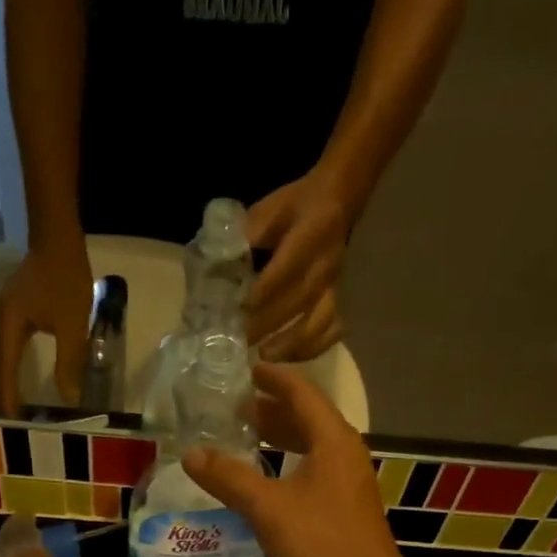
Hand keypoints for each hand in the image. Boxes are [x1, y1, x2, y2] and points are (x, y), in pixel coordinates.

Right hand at [0, 242, 92, 415]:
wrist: (56, 241)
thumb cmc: (66, 280)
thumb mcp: (73, 325)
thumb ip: (70, 363)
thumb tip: (69, 398)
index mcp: (8, 327)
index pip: (3, 370)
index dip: (7, 397)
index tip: (13, 420)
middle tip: (6, 421)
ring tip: (5, 406)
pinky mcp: (2, 315)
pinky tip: (7, 380)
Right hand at [182, 363, 415, 556]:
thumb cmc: (321, 544)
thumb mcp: (268, 508)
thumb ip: (230, 478)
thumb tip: (191, 453)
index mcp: (333, 441)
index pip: (302, 393)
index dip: (273, 378)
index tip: (245, 369)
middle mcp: (346, 455)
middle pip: (308, 419)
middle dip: (272, 410)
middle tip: (234, 408)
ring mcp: (349, 485)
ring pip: (311, 449)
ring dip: (280, 439)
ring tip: (245, 439)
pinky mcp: (345, 512)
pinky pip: (313, 474)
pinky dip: (287, 467)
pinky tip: (265, 484)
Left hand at [245, 171, 350, 350]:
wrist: (338, 199)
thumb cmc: (295, 206)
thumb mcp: (269, 208)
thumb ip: (247, 232)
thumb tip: (218, 260)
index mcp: (312, 231)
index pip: (289, 264)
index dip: (267, 288)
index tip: (244, 307)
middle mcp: (326, 262)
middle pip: (300, 299)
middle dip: (270, 322)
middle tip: (243, 340)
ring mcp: (335, 284)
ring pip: (319, 320)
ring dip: (293, 342)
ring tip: (266, 356)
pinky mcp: (338, 298)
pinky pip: (332, 329)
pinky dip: (313, 347)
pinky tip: (291, 357)